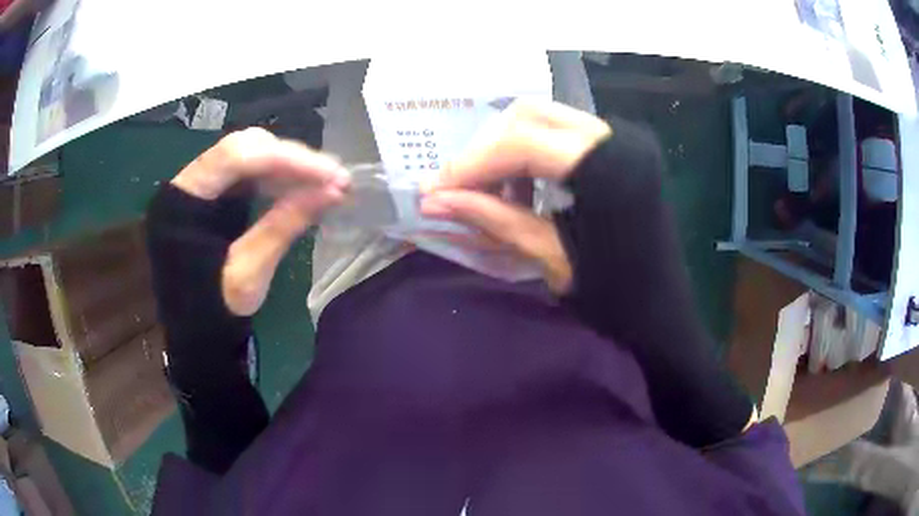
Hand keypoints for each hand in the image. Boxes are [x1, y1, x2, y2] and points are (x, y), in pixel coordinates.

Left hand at [171, 128, 349, 314]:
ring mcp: (202, 185)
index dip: (284, 159)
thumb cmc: (213, 312)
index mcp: (182, 201)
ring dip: (290, 166)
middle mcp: (189, 181)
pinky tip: (304, 188)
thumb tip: (332, 190)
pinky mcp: (215, 195)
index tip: (328, 174)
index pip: (234, 156)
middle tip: (334, 178)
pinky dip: (280, 178)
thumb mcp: (247, 275)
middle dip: (291, 159)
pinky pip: (250, 174)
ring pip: (250, 155)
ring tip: (328, 183)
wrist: (194, 334)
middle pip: (243, 147)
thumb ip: (283, 226)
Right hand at [421, 100, 610, 292]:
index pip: (520, 141)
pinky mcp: (619, 148)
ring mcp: (620, 139)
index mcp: (607, 168)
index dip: (470, 164)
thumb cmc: (615, 296)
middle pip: (527, 116)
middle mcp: (616, 137)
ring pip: (542, 120)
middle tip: (459, 188)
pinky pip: (561, 134)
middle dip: (485, 150)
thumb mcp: (551, 259)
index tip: (435, 191)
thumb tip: (433, 200)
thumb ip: (493, 220)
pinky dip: (530, 154)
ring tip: (489, 193)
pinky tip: (521, 189)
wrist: (663, 309)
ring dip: (505, 150)